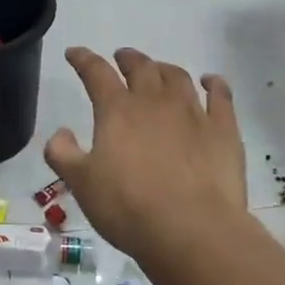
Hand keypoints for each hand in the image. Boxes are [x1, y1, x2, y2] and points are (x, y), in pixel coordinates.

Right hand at [44, 47, 246, 262]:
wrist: (192, 229)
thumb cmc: (128, 207)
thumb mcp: (81, 184)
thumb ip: (63, 154)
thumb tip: (61, 132)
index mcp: (117, 110)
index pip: (96, 73)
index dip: (83, 60)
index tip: (74, 54)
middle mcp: (155, 101)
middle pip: (141, 67)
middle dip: (128, 59)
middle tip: (122, 58)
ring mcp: (193, 112)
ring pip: (178, 77)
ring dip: (164, 69)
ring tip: (158, 70)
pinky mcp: (223, 129)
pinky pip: (220, 95)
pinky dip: (214, 83)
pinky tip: (210, 81)